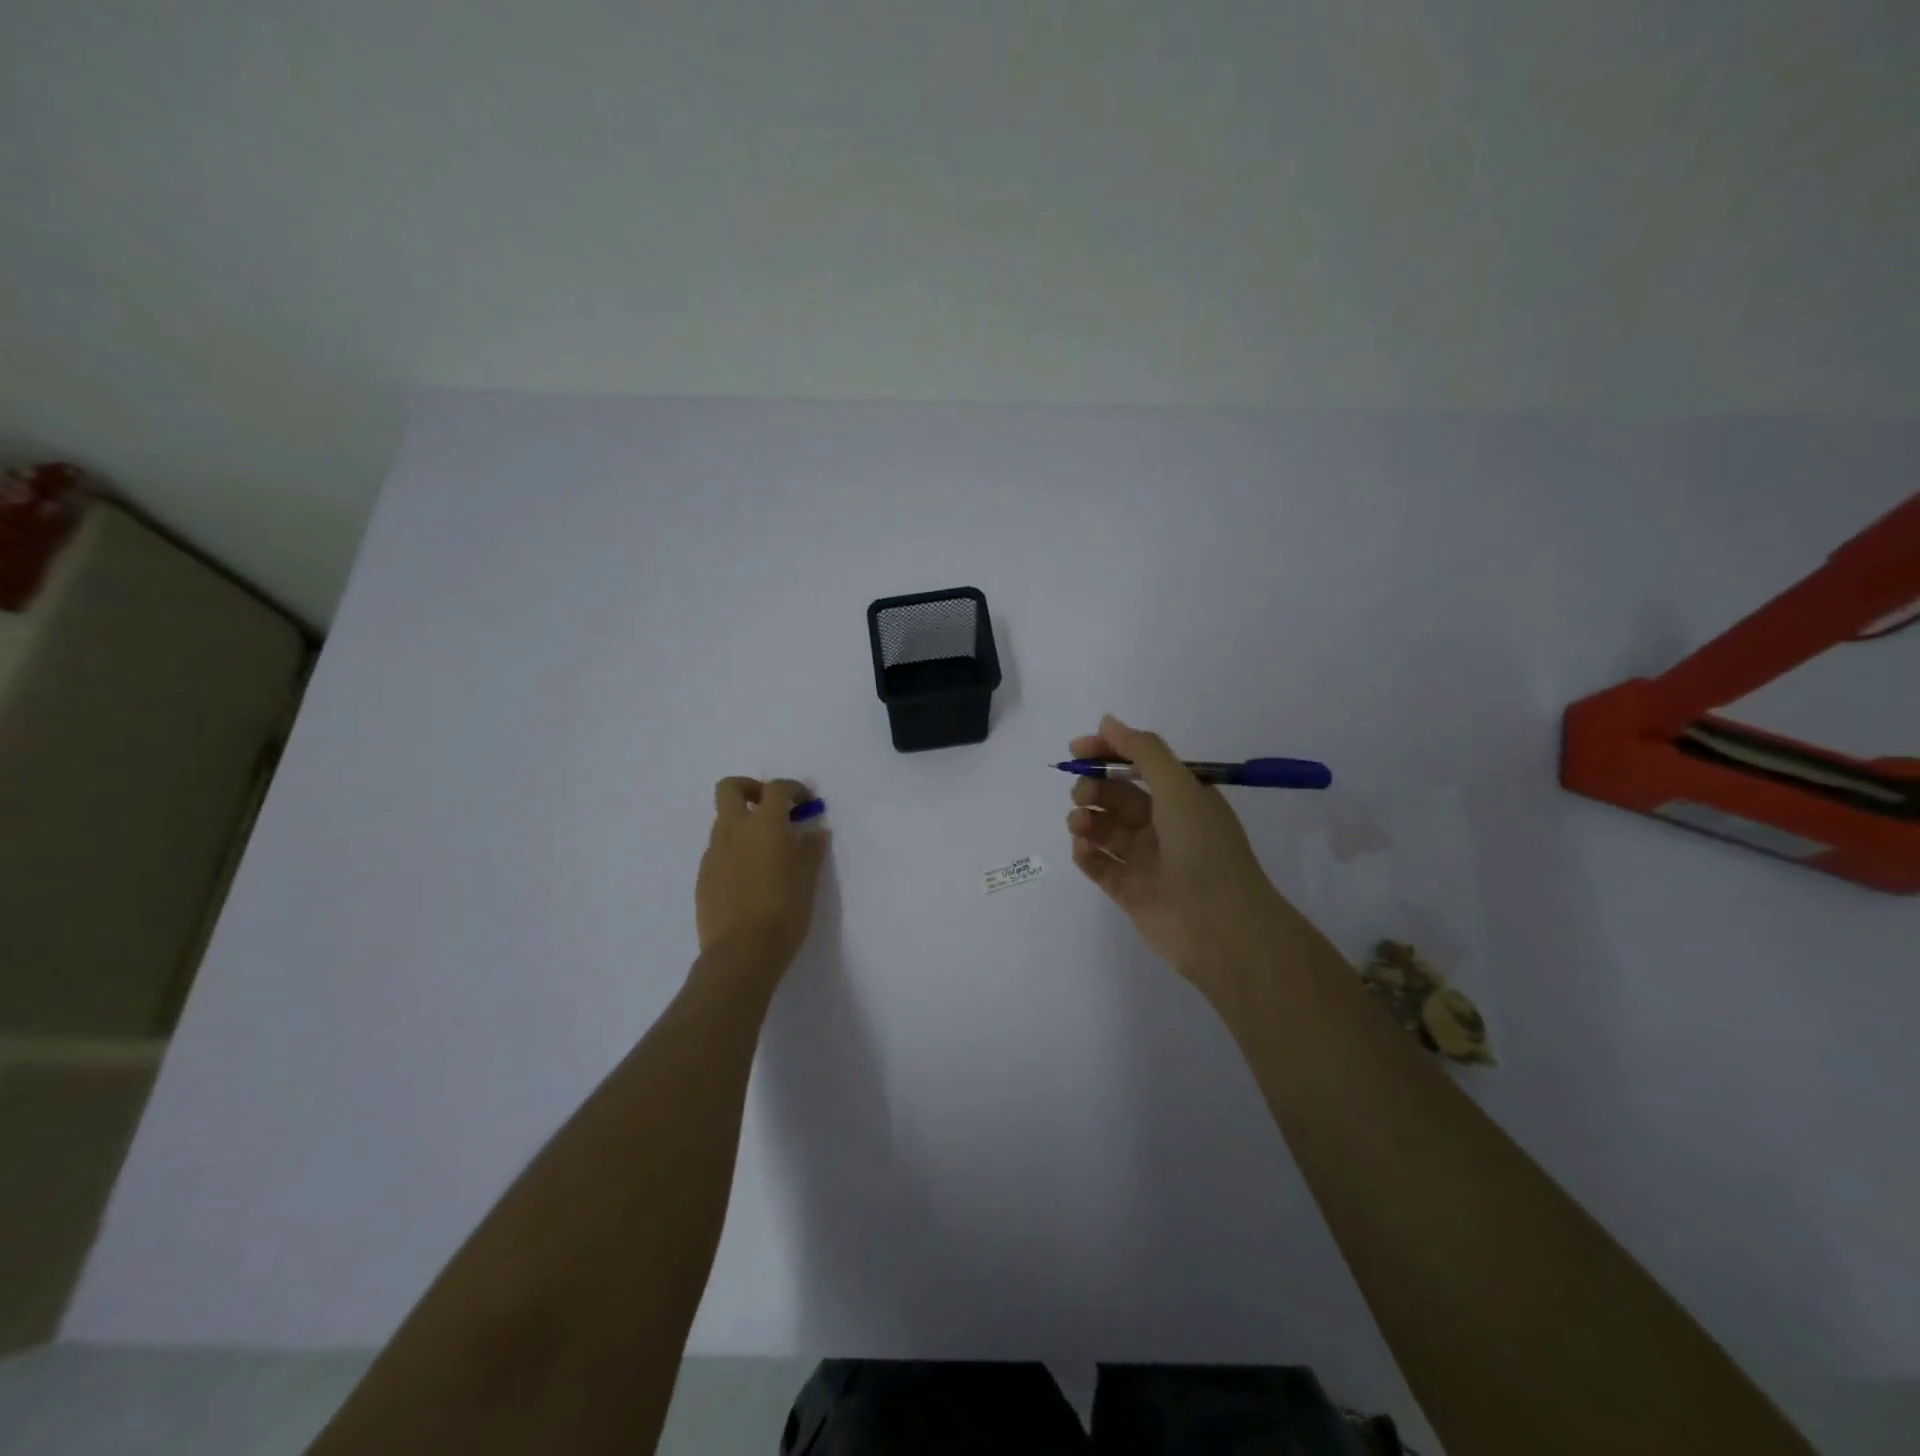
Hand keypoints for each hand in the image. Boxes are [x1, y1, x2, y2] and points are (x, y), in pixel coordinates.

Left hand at [696, 778, 827, 974]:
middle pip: (730, 788)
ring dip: (743, 823)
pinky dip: (734, 851)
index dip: (793, 789)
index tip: (806, 803)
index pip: (776, 789)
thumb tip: (814, 831)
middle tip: (771, 808)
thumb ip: (811, 848)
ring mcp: (713, 853)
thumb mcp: (808, 878)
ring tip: (766, 850)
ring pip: (723, 821)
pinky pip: (718, 851)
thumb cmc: (784, 911)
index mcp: (764, 825)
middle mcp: (733, 830)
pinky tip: (750, 877)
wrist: (741, 953)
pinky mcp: (703, 877)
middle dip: (751, 789)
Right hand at [1066, 715, 1293, 998]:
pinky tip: (1082, 848)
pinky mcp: (1128, 891)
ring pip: (1104, 830)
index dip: (1108, 753)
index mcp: (1182, 798)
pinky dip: (1086, 853)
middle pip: (1117, 797)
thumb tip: (1107, 722)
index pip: (1139, 765)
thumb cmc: (1203, 848)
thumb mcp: (1179, 787)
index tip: (1077, 749)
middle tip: (1082, 794)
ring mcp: (1145, 860)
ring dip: (1085, 819)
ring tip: (1079, 823)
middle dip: (1094, 788)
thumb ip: (1143, 751)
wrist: (1221, 927)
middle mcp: (1164, 826)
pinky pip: (1099, 865)